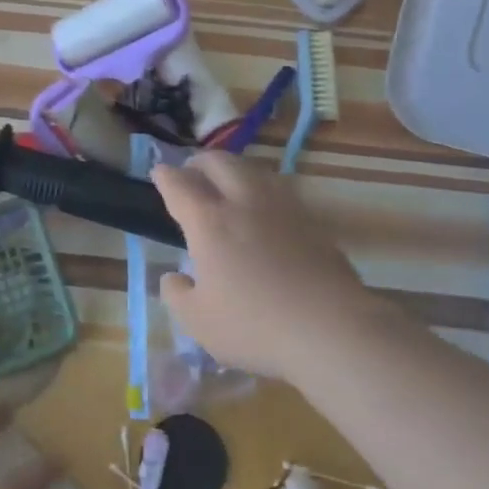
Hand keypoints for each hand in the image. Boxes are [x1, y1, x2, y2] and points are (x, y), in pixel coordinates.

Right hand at [151, 152, 373, 379]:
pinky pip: (280, 189)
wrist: (330, 326)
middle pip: (220, 162)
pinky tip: (265, 206)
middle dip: (200, 161)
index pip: (181, 186)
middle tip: (192, 172)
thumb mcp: (199, 322)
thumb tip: (172, 278)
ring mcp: (283, 207)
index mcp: (210, 222)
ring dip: (234, 169)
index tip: (159, 172)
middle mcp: (245, 202)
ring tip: (228, 182)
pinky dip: (263, 188)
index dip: (166, 176)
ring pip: (254, 169)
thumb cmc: (254, 325)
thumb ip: (178, 296)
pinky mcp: (312, 220)